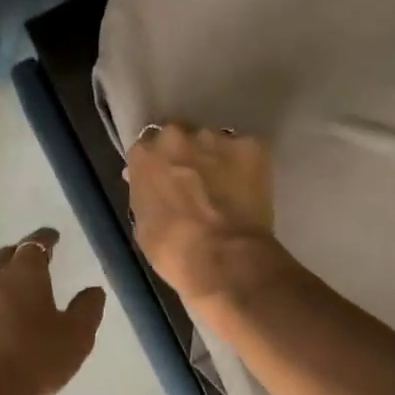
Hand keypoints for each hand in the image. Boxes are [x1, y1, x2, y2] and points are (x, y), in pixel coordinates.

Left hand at [0, 228, 106, 394]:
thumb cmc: (29, 360)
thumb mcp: (74, 339)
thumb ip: (87, 311)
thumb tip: (93, 290)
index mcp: (23, 274)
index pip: (35, 245)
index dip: (45, 239)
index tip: (53, 237)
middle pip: (6, 257)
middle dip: (22, 255)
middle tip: (36, 261)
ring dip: (3, 281)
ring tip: (19, 294)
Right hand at [126, 125, 280, 307]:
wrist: (224, 257)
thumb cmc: (173, 250)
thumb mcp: (143, 224)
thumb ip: (144, 195)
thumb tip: (151, 186)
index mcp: (145, 155)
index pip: (146, 149)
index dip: (157, 166)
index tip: (164, 182)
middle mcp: (177, 136)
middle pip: (179, 137)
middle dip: (185, 154)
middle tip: (195, 182)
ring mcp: (216, 138)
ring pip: (214, 141)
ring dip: (216, 158)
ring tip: (226, 187)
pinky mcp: (251, 145)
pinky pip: (246, 149)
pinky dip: (246, 165)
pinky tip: (249, 187)